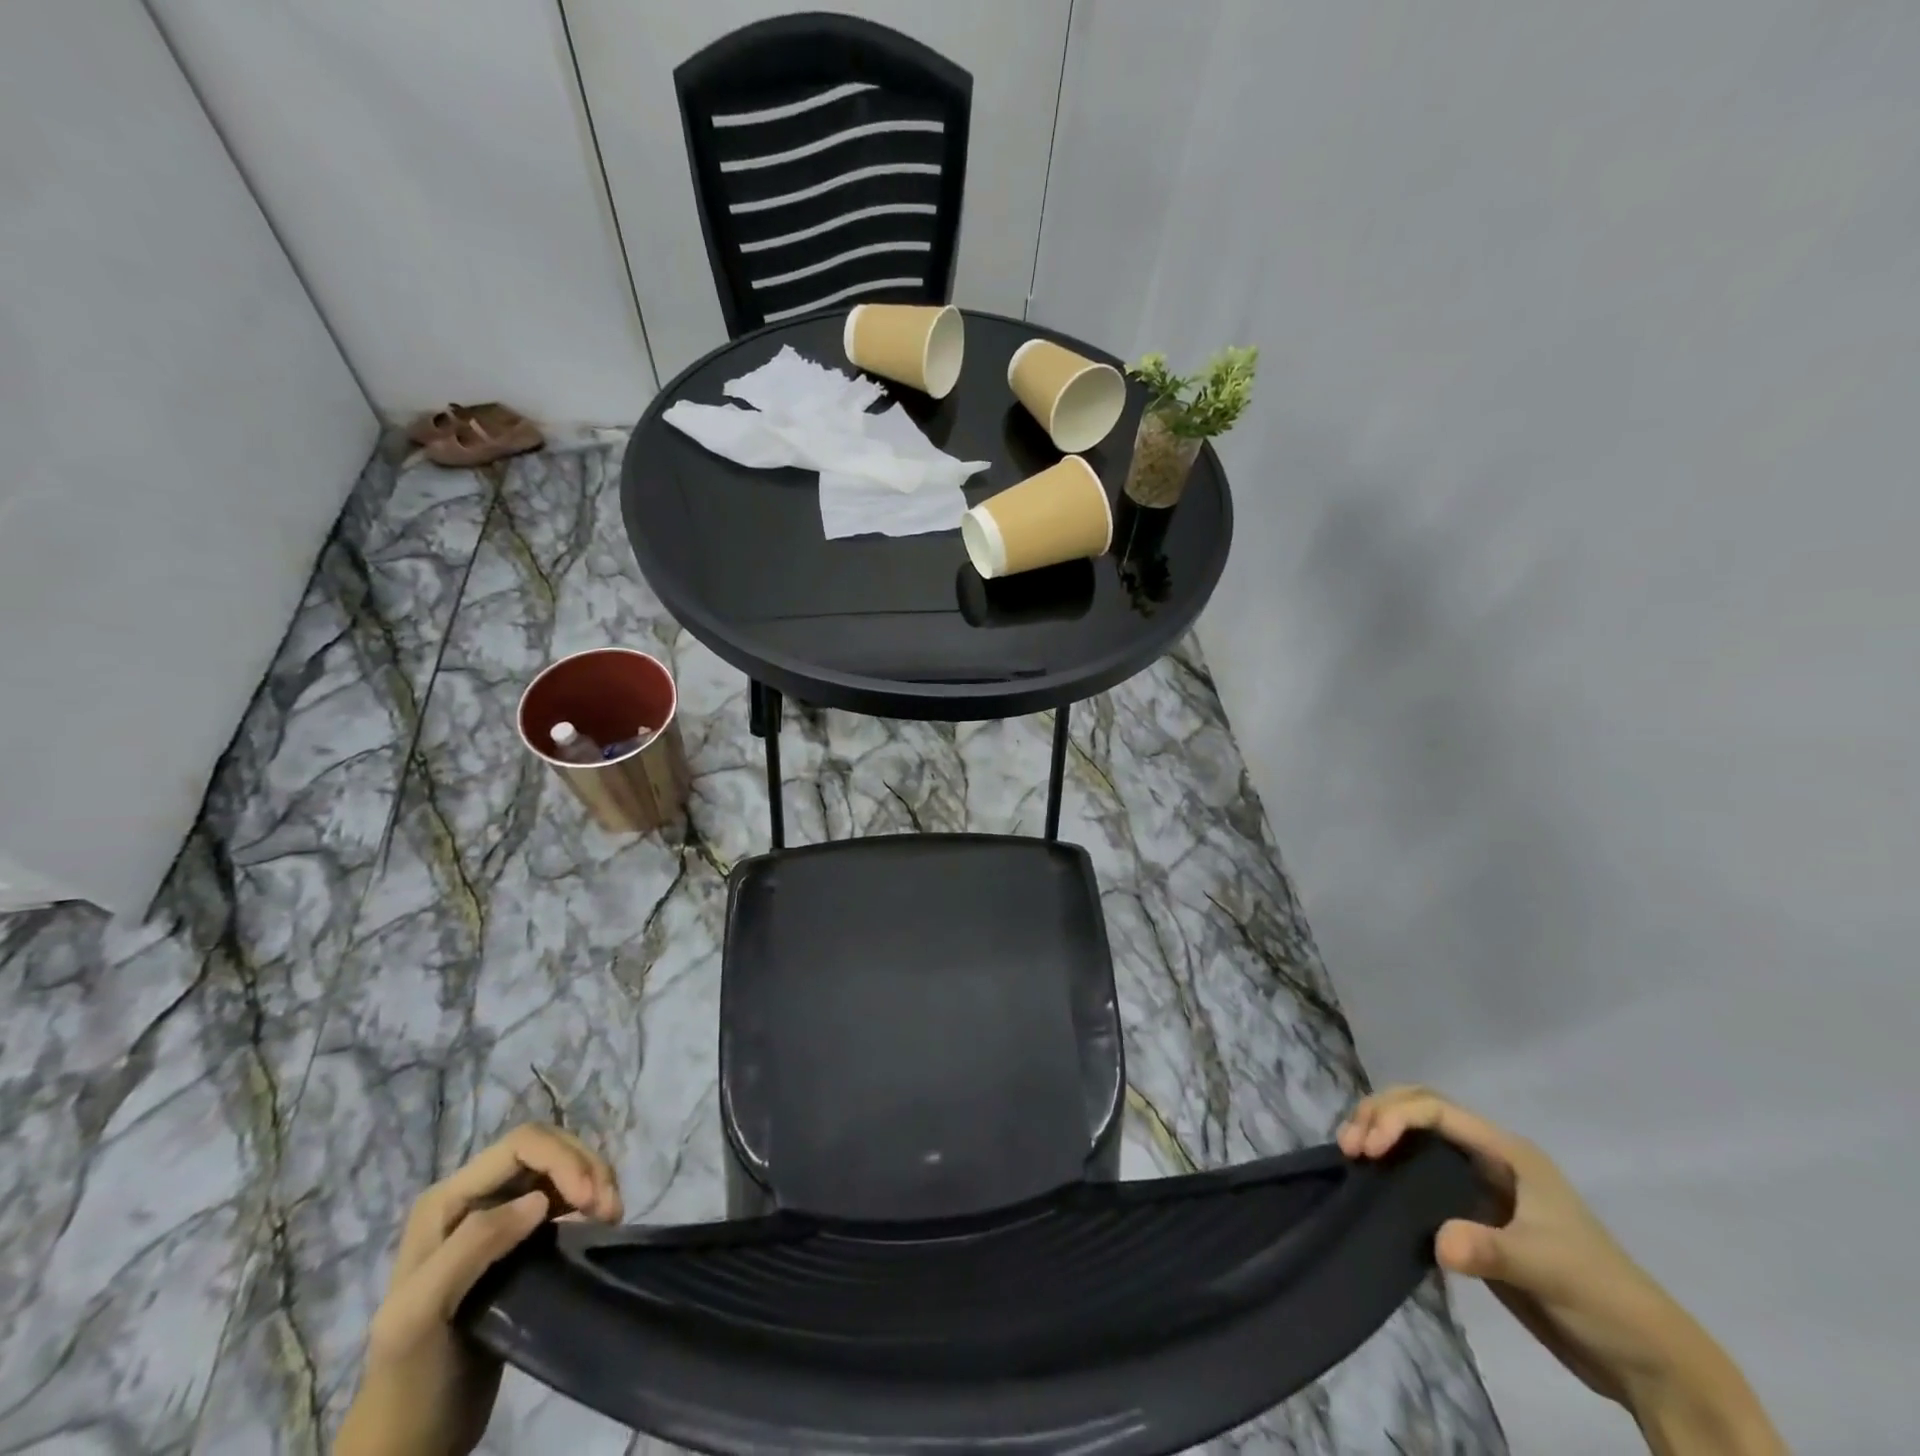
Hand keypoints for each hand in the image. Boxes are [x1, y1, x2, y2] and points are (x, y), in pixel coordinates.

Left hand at [333, 1125, 622, 1455]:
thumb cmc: (410, 1376)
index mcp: (448, 1199)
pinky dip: (591, 1199)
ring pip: (560, 1168)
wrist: (412, 1438)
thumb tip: (539, 1200)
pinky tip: (600, 1223)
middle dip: (585, 1166)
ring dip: (594, 1180)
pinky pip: (565, 1196)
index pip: (521, 1145)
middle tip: (611, 1209)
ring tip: (612, 1215)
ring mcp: (499, 1215)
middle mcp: (474, 1195)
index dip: (563, 1158)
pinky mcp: (522, 1239)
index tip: (591, 1200)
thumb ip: (471, 1248)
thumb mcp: (420, 1315)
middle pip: (546, 1148)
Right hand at [1339, 1085, 1664, 1400]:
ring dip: (1380, 1133)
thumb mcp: (1546, 1269)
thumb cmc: (1601, 1298)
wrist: (1643, 1358)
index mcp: (1508, 1152)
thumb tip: (1435, 1243)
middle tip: (1349, 1146)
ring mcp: (1480, 1183)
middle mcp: (1489, 1156)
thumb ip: (1489, 1250)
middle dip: (1379, 1115)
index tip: (1368, 1149)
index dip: (1395, 1118)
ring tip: (1352, 1156)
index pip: (1436, 1110)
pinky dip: (1391, 1165)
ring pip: (1417, 1134)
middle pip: (1420, 1108)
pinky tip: (1373, 1181)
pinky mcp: (1471, 1212)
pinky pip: (1419, 1171)